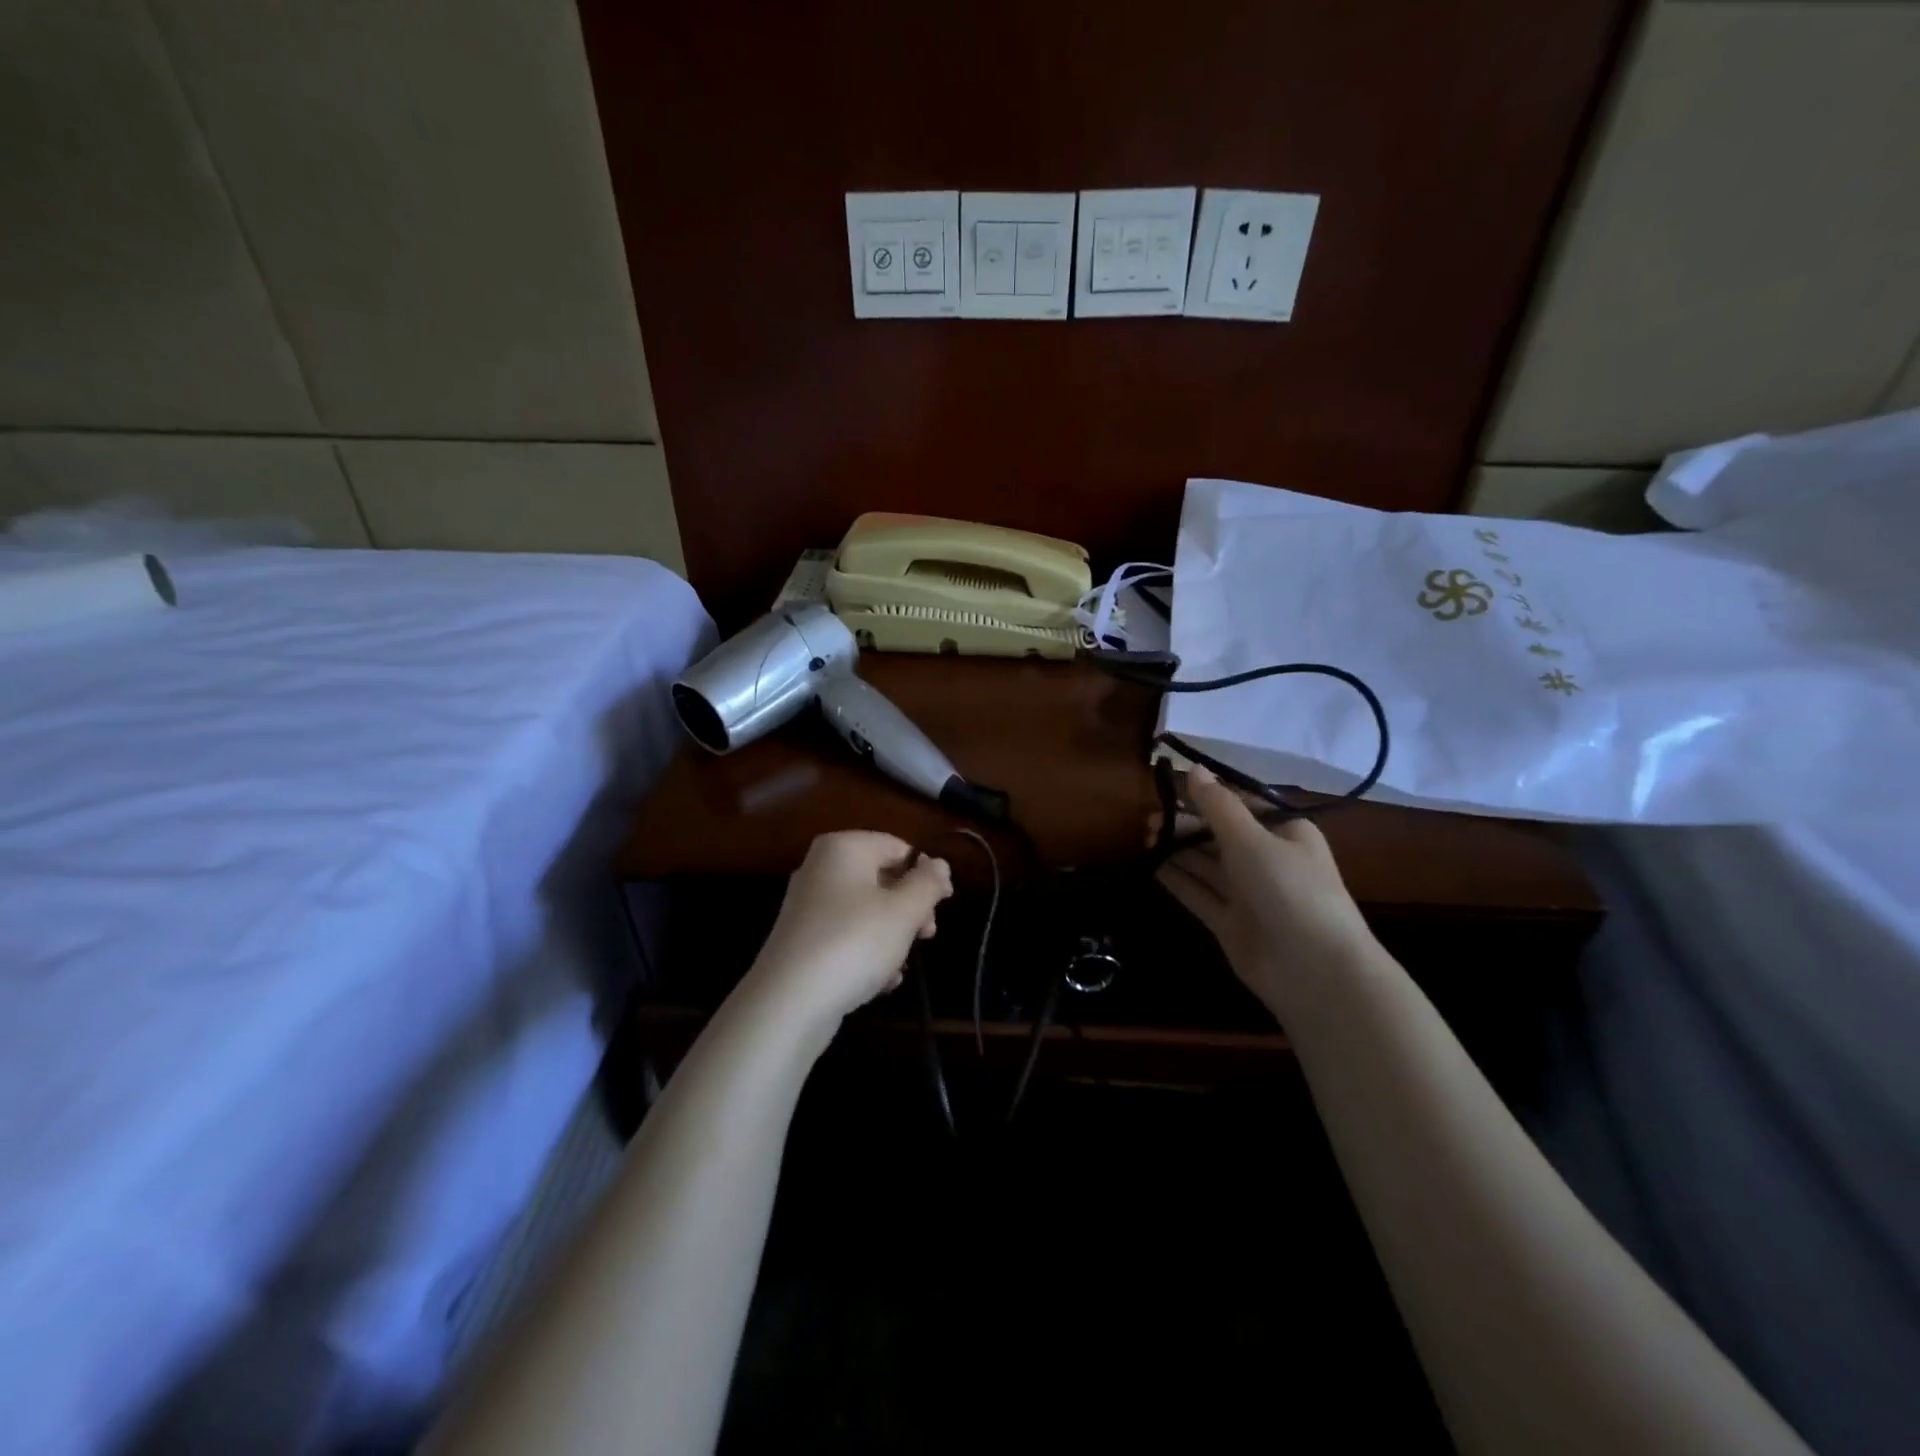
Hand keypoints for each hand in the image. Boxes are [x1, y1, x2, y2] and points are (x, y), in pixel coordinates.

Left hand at [747, 831, 952, 1024]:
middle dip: (910, 908)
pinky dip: (867, 953)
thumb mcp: (904, 911)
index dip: (927, 873)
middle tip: (927, 936)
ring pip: (866, 911)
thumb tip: (939, 864)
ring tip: (901, 966)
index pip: (898, 847)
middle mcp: (820, 868)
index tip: (944, 905)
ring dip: (892, 936)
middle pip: (882, 878)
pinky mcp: (802, 940)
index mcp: (843, 848)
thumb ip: (928, 883)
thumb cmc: (854, 943)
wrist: (788, 1002)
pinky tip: (881, 982)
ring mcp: (807, 905)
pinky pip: (846, 936)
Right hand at [1156, 767, 1375, 1013]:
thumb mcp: (1252, 839)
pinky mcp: (1231, 922)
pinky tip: (1152, 865)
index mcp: (1285, 832)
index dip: (1205, 794)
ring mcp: (1249, 894)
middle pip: (1219, 834)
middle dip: (1186, 823)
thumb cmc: (1290, 890)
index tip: (1168, 785)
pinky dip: (1178, 880)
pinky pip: (1200, 894)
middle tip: (1149, 818)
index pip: (1240, 804)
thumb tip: (1193, 768)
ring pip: (1207, 864)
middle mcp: (1267, 860)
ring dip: (1178, 848)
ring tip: (1145, 835)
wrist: (1314, 971)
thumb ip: (1218, 805)